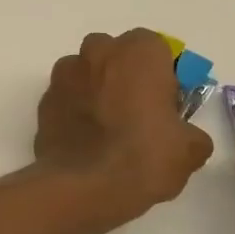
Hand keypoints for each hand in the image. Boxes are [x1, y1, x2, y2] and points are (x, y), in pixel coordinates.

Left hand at [36, 30, 214, 225]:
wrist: (81, 186)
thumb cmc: (142, 157)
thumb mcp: (190, 150)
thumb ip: (190, 133)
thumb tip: (184, 136)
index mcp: (138, 53)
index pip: (155, 47)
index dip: (161, 72)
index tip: (165, 101)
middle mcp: (97, 53)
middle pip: (114, 53)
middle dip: (124, 74)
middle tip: (136, 111)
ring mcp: (64, 75)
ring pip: (85, 72)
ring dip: (95, 89)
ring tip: (106, 128)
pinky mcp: (43, 101)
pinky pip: (66, 97)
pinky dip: (75, 110)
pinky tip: (85, 140)